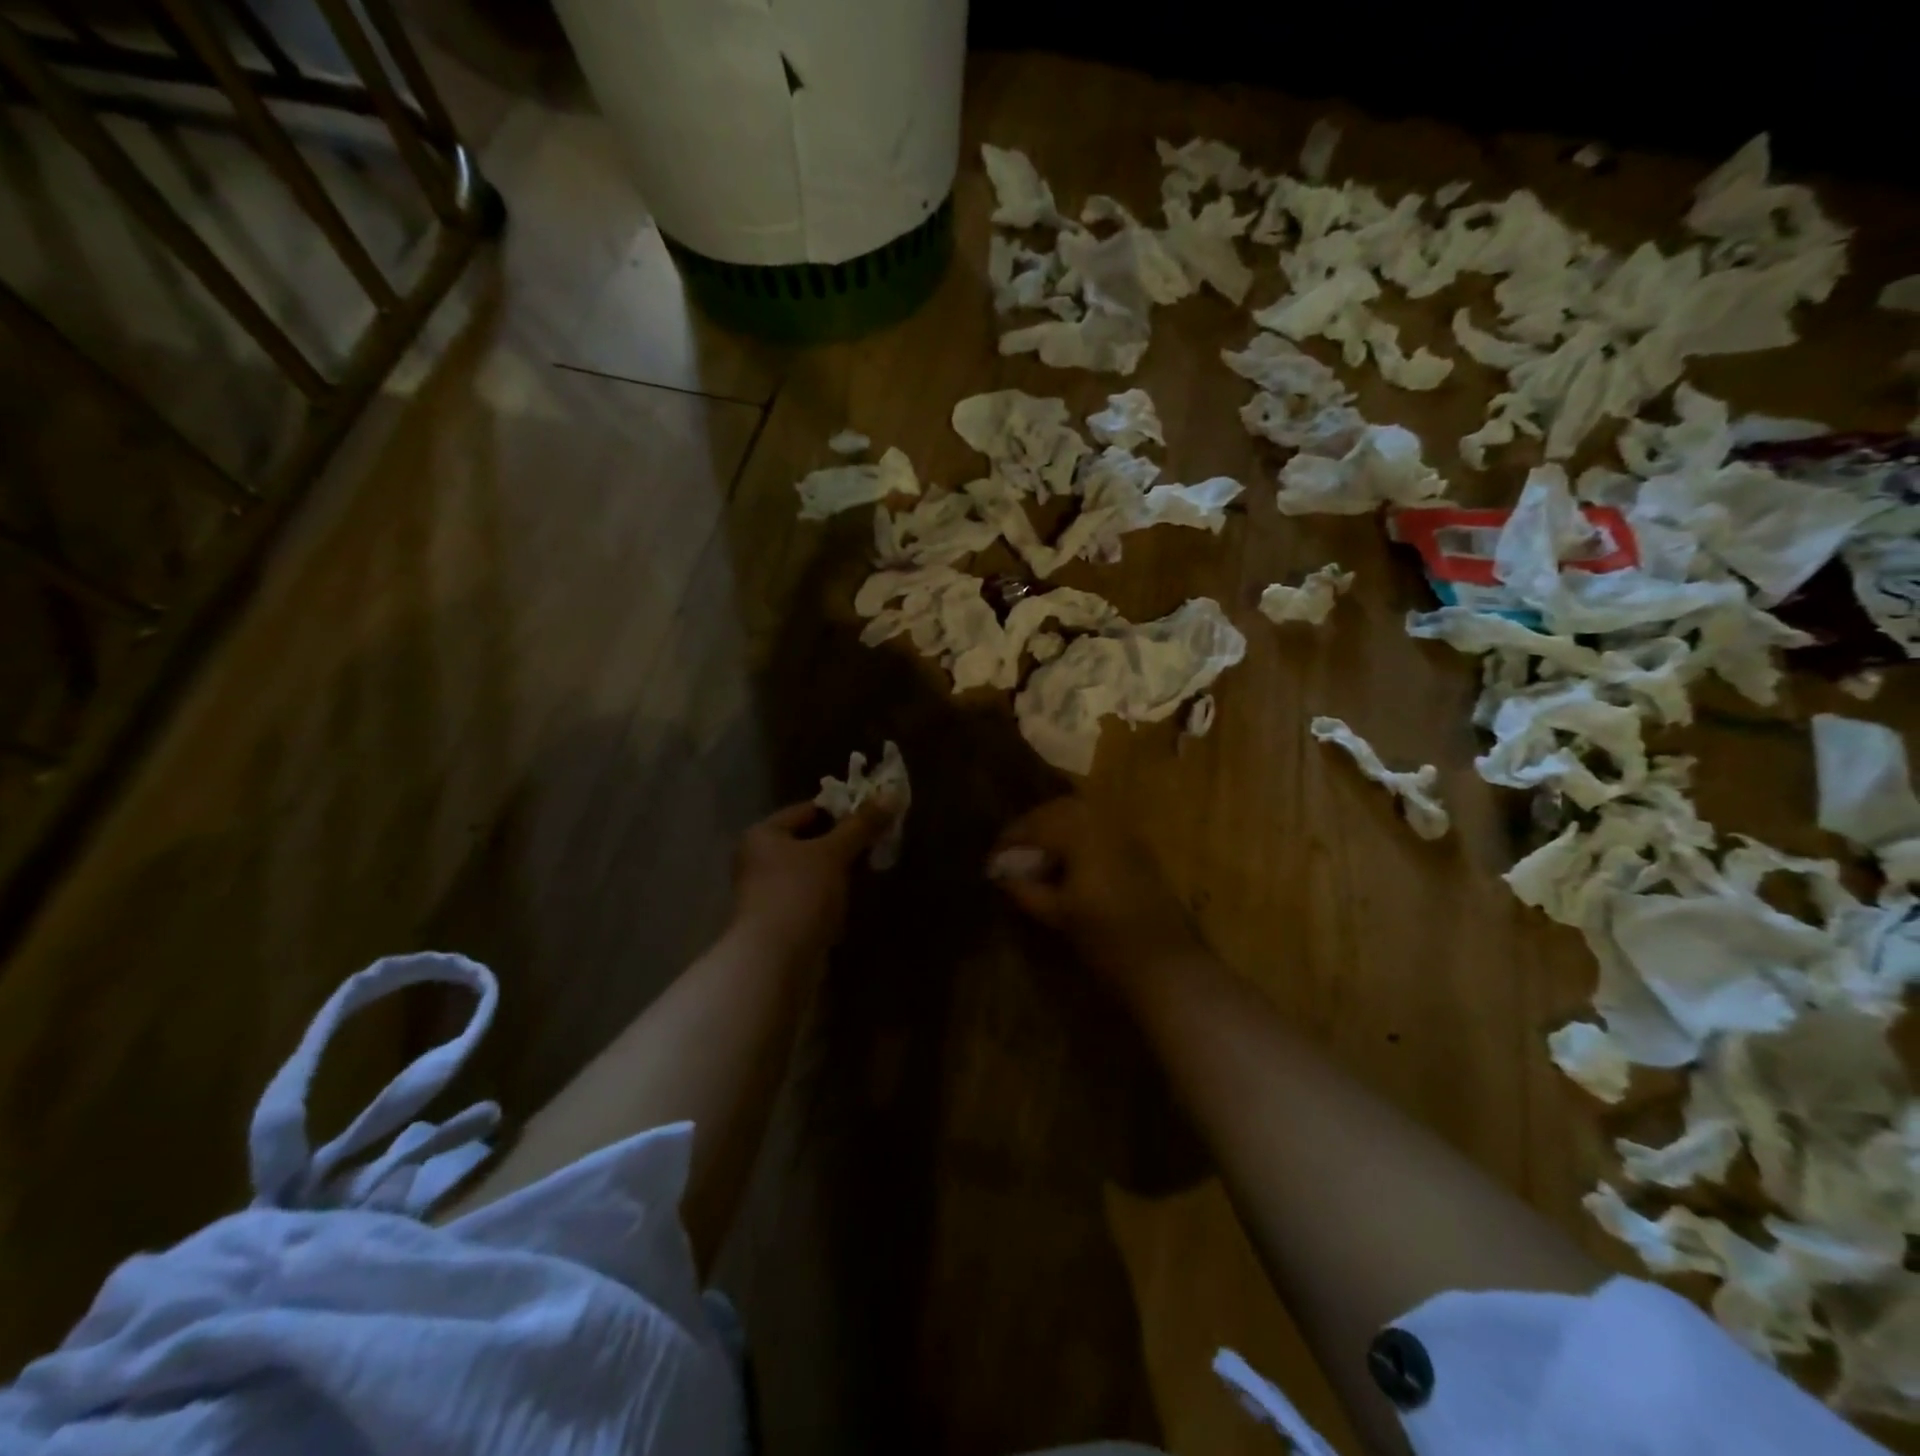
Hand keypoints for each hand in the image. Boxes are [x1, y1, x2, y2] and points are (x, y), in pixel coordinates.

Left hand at [731, 800, 891, 963]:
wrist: (775, 960)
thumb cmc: (800, 893)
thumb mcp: (834, 852)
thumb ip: (862, 824)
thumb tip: (891, 794)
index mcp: (763, 834)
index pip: (808, 810)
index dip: (842, 809)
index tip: (875, 815)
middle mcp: (759, 859)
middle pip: (810, 840)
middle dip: (845, 841)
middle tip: (879, 840)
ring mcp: (768, 892)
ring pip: (813, 870)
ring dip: (840, 869)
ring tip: (872, 866)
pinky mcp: (780, 920)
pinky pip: (812, 895)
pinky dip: (832, 893)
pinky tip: (853, 897)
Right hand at [989, 797, 1202, 981]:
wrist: (1165, 961)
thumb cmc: (1105, 937)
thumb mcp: (1056, 913)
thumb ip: (1024, 888)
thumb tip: (1001, 874)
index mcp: (1080, 832)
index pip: (1034, 825)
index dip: (1008, 841)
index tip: (991, 863)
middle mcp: (1103, 821)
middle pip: (1058, 810)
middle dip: (1031, 827)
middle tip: (1012, 853)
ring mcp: (1124, 832)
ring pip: (1080, 815)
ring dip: (1054, 829)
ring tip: (1036, 857)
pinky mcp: (1137, 848)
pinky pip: (1098, 827)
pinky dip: (1077, 836)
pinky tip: (1067, 862)